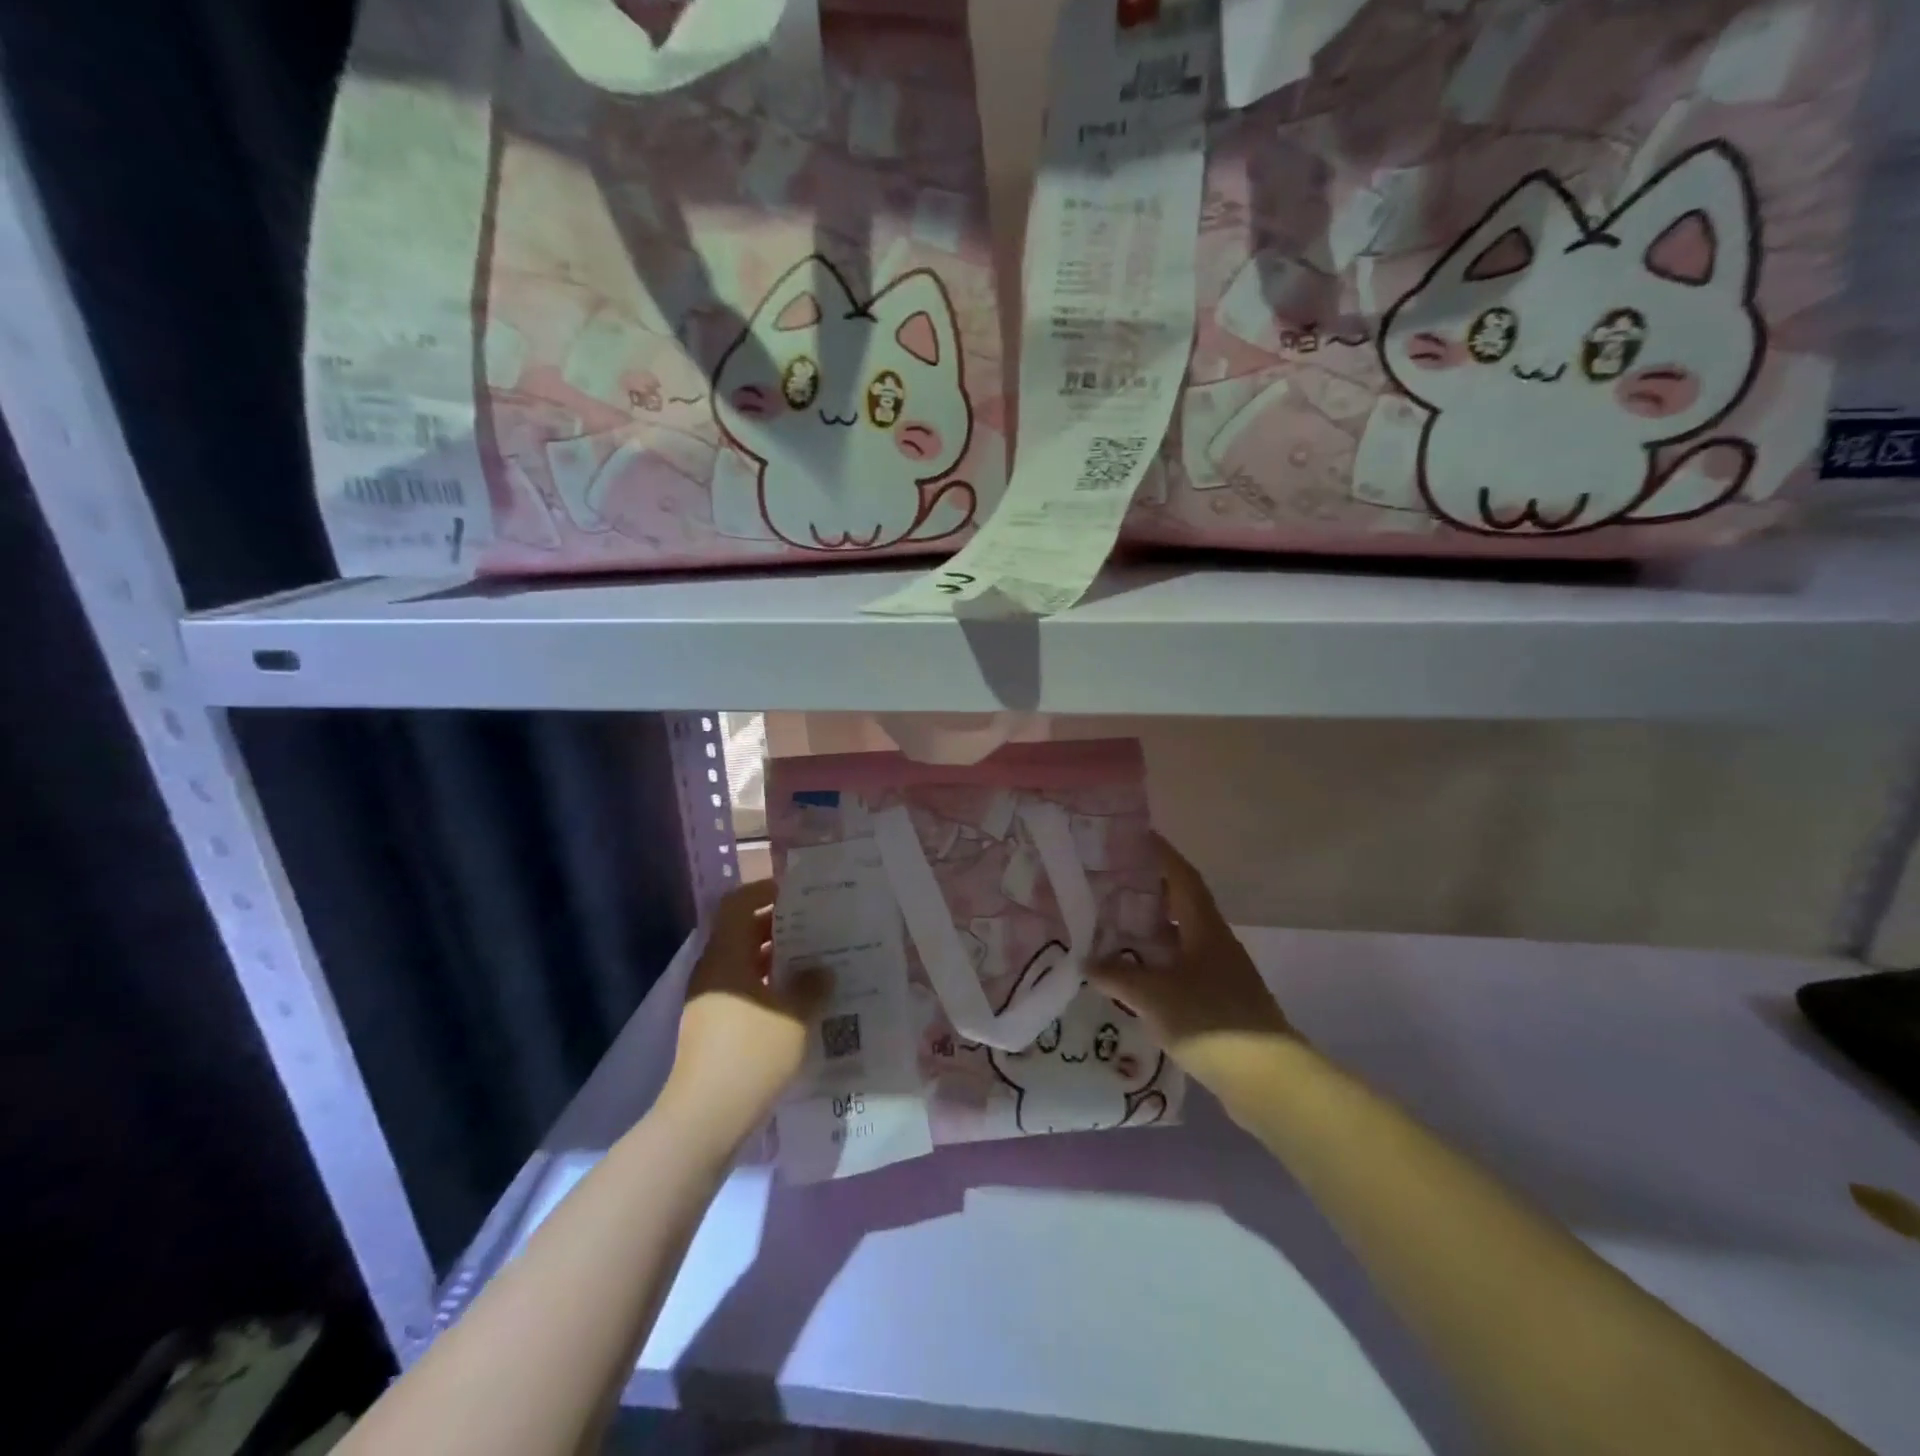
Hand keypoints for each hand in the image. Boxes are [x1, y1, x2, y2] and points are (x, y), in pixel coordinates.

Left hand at [663, 879, 829, 1141]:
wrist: (705, 1119)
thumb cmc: (751, 1054)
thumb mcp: (795, 1016)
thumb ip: (813, 986)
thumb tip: (822, 970)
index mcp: (726, 956)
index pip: (737, 905)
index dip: (763, 891)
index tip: (796, 892)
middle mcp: (713, 972)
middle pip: (742, 934)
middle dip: (779, 927)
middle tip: (818, 926)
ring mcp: (710, 1002)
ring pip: (744, 965)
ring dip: (777, 960)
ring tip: (817, 962)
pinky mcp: (714, 1028)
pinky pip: (743, 992)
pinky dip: (769, 987)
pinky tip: (800, 1002)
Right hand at [1089, 835, 1293, 1103]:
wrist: (1266, 1079)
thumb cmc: (1210, 1021)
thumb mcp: (1154, 995)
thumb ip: (1118, 976)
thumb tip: (1087, 962)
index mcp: (1205, 929)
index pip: (1183, 878)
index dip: (1162, 855)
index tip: (1139, 837)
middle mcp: (1216, 943)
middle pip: (1182, 905)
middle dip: (1150, 891)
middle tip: (1112, 883)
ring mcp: (1221, 973)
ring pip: (1181, 939)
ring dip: (1153, 931)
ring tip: (1115, 927)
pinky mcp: (1220, 1002)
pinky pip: (1183, 969)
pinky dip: (1158, 964)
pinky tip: (1136, 977)